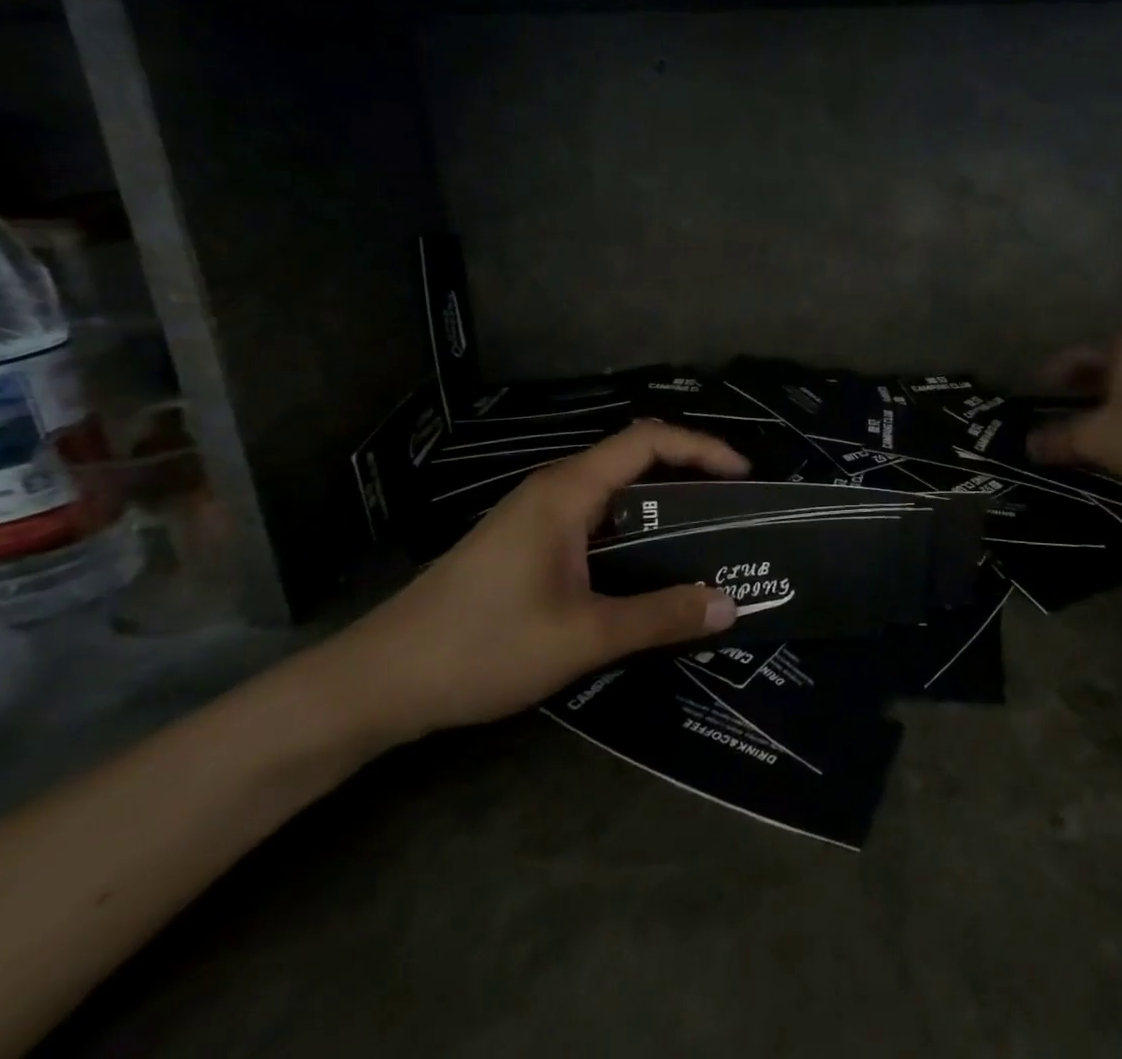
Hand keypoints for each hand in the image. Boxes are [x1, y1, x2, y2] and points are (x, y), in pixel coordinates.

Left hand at [321, 421, 747, 746]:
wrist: (379, 681)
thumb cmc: (482, 646)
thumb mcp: (583, 636)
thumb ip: (661, 617)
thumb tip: (731, 604)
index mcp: (568, 491)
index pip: (647, 440)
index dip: (701, 448)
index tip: (743, 475)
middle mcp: (554, 489)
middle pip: (634, 459)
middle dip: (689, 475)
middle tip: (734, 512)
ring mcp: (536, 515)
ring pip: (614, 493)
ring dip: (661, 507)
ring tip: (705, 540)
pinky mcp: (526, 542)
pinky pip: (594, 519)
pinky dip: (633, 530)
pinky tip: (647, 569)